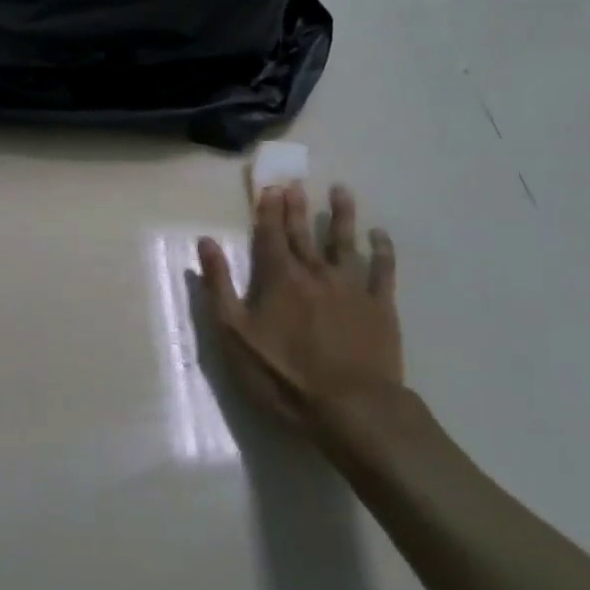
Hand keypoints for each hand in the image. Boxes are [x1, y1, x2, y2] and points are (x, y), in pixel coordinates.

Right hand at [198, 184, 402, 442]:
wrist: (351, 407)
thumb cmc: (283, 375)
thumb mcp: (235, 336)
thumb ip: (219, 286)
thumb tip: (206, 243)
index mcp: (279, 278)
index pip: (270, 235)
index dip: (268, 211)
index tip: (270, 188)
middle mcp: (315, 272)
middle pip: (304, 233)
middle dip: (297, 207)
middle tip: (296, 182)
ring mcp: (351, 287)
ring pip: (344, 242)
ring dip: (341, 215)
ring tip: (341, 191)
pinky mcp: (380, 306)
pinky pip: (383, 270)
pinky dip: (382, 250)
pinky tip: (380, 235)